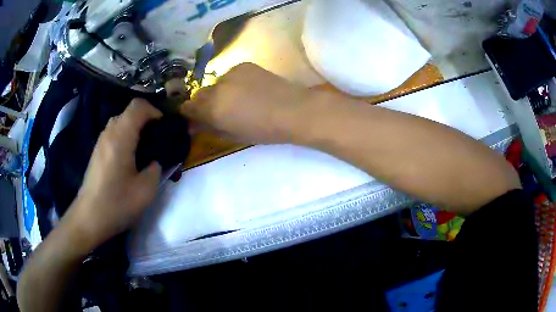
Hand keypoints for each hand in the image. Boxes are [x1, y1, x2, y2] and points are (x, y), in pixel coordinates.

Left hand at [63, 99, 162, 250]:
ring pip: (120, 121)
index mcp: (121, 137)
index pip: (139, 106)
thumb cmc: (116, 204)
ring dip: (135, 128)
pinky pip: (113, 133)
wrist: (89, 218)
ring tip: (144, 148)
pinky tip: (129, 158)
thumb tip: (154, 161)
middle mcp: (109, 133)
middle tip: (156, 139)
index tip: (164, 128)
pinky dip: (125, 136)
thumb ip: (156, 169)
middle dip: (146, 120)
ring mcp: (100, 141)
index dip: (155, 111)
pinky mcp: (97, 151)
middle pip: (129, 111)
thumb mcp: (146, 191)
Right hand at [181, 63, 318, 143]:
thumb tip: (194, 124)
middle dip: (204, 103)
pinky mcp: (244, 65)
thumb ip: (209, 127)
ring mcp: (230, 73)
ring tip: (238, 99)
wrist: (292, 110)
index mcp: (212, 108)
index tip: (196, 117)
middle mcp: (217, 87)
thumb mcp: (232, 135)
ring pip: (216, 83)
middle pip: (200, 94)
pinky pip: (230, 74)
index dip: (190, 113)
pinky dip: (233, 82)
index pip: (188, 107)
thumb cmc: (263, 130)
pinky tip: (249, 89)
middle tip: (219, 110)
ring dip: (220, 91)